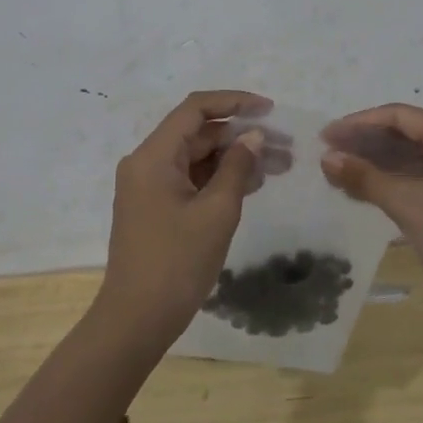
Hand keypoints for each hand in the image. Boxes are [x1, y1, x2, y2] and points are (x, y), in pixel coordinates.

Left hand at [99, 90, 271, 351]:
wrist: (137, 320)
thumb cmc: (177, 262)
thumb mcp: (216, 212)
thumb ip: (237, 167)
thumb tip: (254, 137)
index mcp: (153, 156)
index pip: (195, 109)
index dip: (234, 103)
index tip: (270, 110)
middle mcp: (146, 163)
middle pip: (198, 133)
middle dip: (242, 136)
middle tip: (286, 147)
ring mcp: (149, 186)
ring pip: (197, 158)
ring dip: (235, 159)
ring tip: (279, 166)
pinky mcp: (156, 207)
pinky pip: (191, 179)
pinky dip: (220, 179)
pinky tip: (254, 184)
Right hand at [320, 104, 422, 319]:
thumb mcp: (407, 203)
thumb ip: (364, 177)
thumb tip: (327, 158)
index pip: (400, 116)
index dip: (360, 123)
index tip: (327, 135)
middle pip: (407, 134)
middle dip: (366, 143)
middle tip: (328, 152)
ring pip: (413, 158)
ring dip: (377, 164)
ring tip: (339, 171)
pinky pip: (421, 179)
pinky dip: (393, 182)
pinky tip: (364, 190)